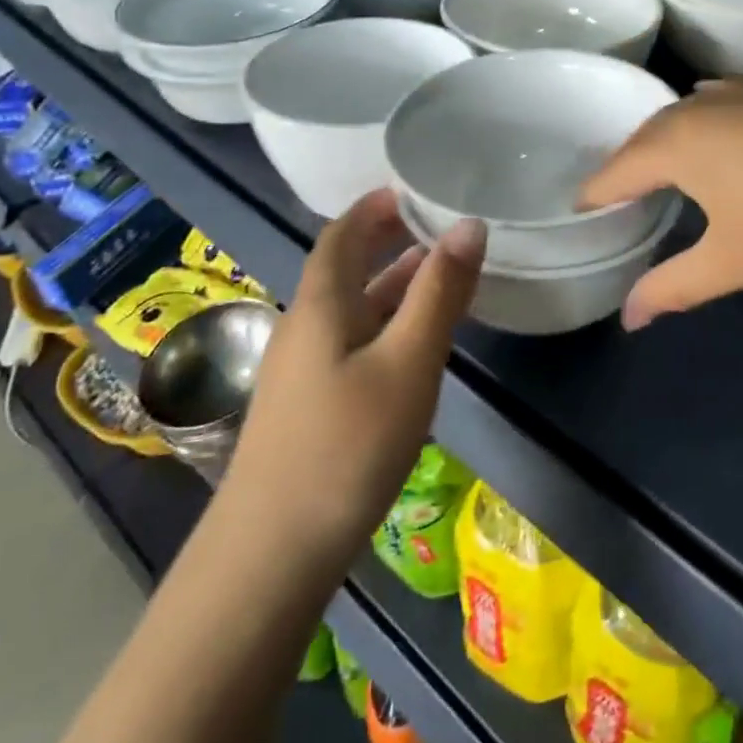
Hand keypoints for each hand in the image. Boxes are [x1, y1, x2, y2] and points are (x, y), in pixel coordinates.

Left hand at [221, 188, 483, 569]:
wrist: (273, 553)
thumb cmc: (348, 444)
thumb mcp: (408, 361)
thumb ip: (440, 292)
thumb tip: (469, 225)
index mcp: (321, 304)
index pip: (342, 234)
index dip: (374, 207)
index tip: (413, 188)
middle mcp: (305, 327)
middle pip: (345, 269)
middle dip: (388, 242)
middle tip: (437, 227)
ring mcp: (303, 371)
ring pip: (352, 310)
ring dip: (392, 287)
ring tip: (440, 276)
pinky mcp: (310, 408)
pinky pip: (353, 344)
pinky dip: (387, 326)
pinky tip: (413, 348)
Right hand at [579, 81, 742, 329]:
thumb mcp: (735, 261)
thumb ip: (672, 288)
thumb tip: (628, 319)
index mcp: (676, 141)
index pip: (614, 171)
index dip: (593, 198)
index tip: (580, 219)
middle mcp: (700, 104)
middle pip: (643, 137)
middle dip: (625, 170)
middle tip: (617, 204)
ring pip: (683, 117)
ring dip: (664, 146)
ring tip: (663, 178)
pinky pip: (718, 108)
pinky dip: (702, 132)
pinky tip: (723, 152)